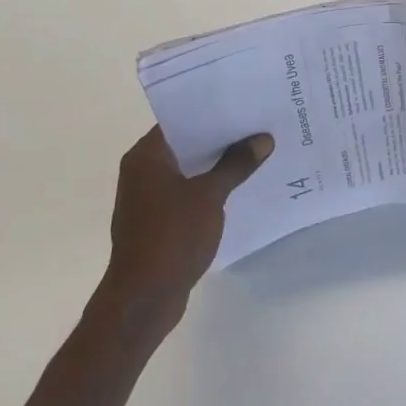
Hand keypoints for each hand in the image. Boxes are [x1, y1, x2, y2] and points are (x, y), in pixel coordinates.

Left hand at [98, 126, 273, 333]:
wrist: (143, 301)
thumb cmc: (171, 237)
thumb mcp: (210, 195)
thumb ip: (236, 164)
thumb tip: (263, 139)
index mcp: (146, 156)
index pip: (180, 119)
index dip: (212, 111)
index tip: (243, 104)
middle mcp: (142, 171)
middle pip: (186, 144)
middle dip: (220, 138)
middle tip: (256, 125)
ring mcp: (147, 199)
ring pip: (188, 170)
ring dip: (215, 165)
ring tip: (254, 153)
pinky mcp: (156, 222)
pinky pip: (186, 193)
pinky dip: (208, 188)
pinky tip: (237, 187)